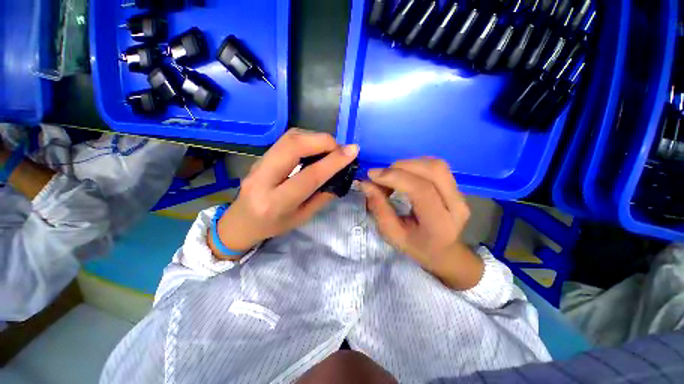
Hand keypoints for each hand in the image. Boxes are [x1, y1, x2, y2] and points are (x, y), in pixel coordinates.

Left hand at [211, 129, 358, 258]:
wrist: (241, 222)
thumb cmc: (274, 226)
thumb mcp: (302, 217)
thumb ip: (322, 196)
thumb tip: (340, 174)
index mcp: (276, 202)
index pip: (309, 176)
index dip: (333, 161)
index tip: (353, 151)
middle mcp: (263, 178)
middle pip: (294, 145)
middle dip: (323, 141)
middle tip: (339, 149)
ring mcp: (258, 163)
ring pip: (289, 137)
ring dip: (315, 138)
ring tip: (329, 149)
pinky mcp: (260, 156)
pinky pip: (286, 140)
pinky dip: (306, 139)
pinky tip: (315, 148)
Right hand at [360, 158, 482, 289]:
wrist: (444, 253)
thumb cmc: (416, 247)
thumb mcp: (392, 234)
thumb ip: (379, 208)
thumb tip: (366, 184)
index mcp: (440, 223)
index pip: (421, 189)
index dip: (395, 177)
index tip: (372, 176)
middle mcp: (457, 205)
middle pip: (433, 170)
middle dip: (401, 167)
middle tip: (381, 177)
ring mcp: (460, 195)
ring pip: (436, 165)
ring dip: (408, 165)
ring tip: (391, 177)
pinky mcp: (457, 187)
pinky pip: (436, 167)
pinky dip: (415, 166)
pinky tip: (404, 176)